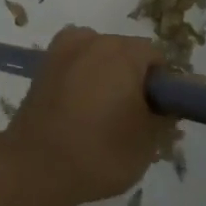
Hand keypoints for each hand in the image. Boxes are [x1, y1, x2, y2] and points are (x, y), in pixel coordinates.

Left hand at [8, 26, 173, 203]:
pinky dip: (81, 77)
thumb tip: (169, 103)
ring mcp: (63, 48)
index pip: (155, 57)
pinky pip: (74, 63)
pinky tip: (77, 107)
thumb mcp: (148, 142)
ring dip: (105, 75)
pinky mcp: (43, 63)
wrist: (36, 165)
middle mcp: (92, 39)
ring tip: (100, 114)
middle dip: (132, 77)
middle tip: (132, 117)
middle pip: (125, 52)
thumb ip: (165, 116)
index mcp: (122, 52)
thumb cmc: (100, 152)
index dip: (161, 84)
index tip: (156, 112)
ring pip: (98, 56)